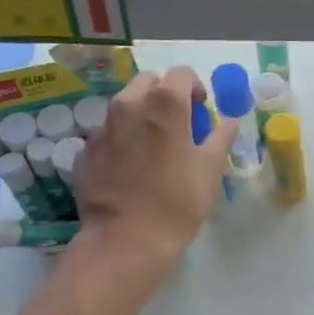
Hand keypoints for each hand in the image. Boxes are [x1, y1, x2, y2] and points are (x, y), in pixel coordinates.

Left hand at [73, 67, 236, 270]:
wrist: (125, 241)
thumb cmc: (177, 201)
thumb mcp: (211, 169)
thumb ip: (221, 137)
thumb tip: (229, 122)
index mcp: (164, 103)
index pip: (182, 73)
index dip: (195, 88)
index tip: (201, 110)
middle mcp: (129, 105)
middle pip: (148, 82)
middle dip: (164, 94)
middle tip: (177, 123)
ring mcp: (101, 127)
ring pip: (123, 105)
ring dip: (140, 114)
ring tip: (152, 146)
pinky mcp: (84, 151)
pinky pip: (106, 133)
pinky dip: (120, 140)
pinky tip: (129, 167)